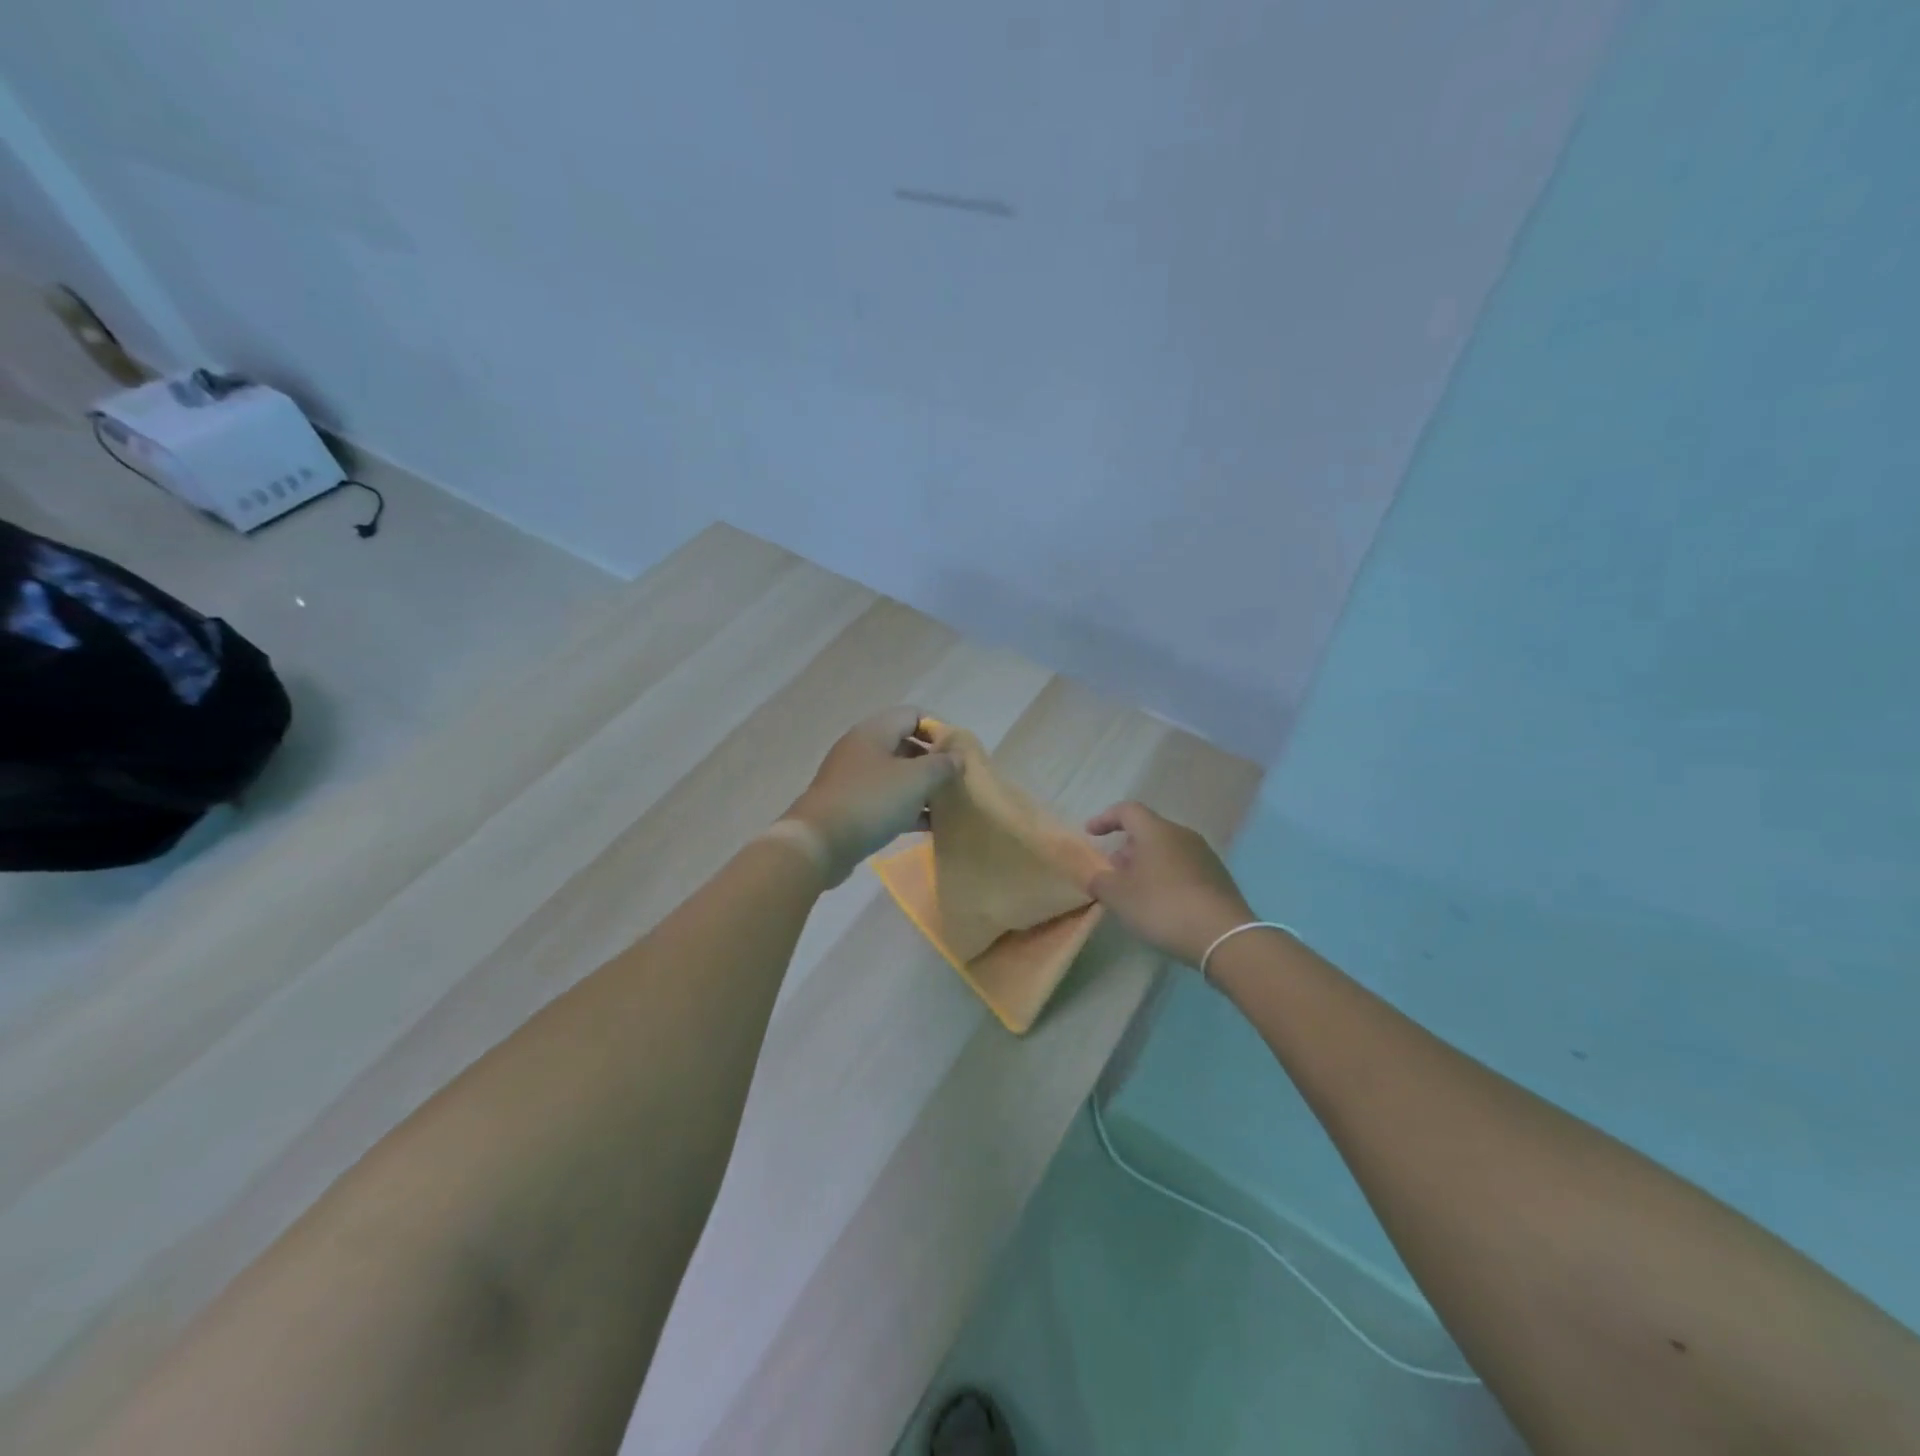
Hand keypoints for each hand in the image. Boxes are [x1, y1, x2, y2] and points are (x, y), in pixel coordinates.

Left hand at [786, 707, 959, 885]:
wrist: (819, 844)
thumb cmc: (871, 802)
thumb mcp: (916, 780)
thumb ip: (942, 765)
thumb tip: (957, 757)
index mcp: (874, 731)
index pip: (913, 715)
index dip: (939, 729)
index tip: (959, 753)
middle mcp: (862, 749)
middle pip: (906, 745)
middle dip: (933, 762)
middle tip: (956, 781)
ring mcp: (853, 779)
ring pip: (896, 776)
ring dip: (922, 789)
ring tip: (947, 806)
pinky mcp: (850, 806)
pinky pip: (885, 800)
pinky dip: (907, 808)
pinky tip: (927, 826)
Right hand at [1086, 801, 1255, 966]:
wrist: (1223, 935)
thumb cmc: (1163, 906)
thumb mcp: (1119, 897)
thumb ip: (1100, 882)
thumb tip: (1097, 877)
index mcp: (1156, 831)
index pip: (1127, 810)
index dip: (1106, 818)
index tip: (1091, 833)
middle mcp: (1182, 835)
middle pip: (1149, 830)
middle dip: (1126, 847)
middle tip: (1113, 869)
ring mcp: (1204, 855)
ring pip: (1167, 849)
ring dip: (1147, 863)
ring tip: (1135, 889)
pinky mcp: (1218, 877)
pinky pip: (1183, 867)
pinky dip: (1166, 876)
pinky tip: (1162, 902)